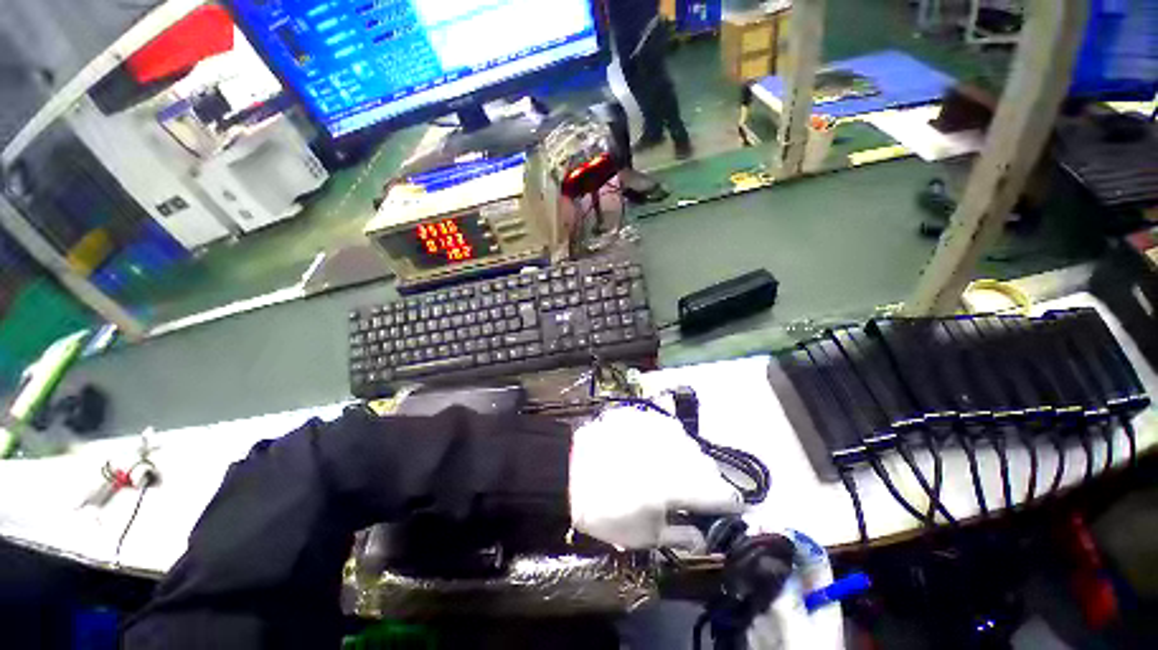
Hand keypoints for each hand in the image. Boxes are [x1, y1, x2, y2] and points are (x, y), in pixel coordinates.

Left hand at [569, 404, 742, 548]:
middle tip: (692, 491)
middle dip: (706, 480)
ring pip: (687, 442)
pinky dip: (664, 440)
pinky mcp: (641, 414)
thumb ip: (683, 535)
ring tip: (668, 468)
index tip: (733, 508)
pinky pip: (664, 427)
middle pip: (706, 465)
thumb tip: (705, 533)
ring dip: (685, 457)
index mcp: (682, 483)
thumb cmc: (608, 511)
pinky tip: (650, 448)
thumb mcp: (646, 536)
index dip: (731, 503)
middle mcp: (676, 449)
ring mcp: (657, 426)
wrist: (569, 472)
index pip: (724, 492)